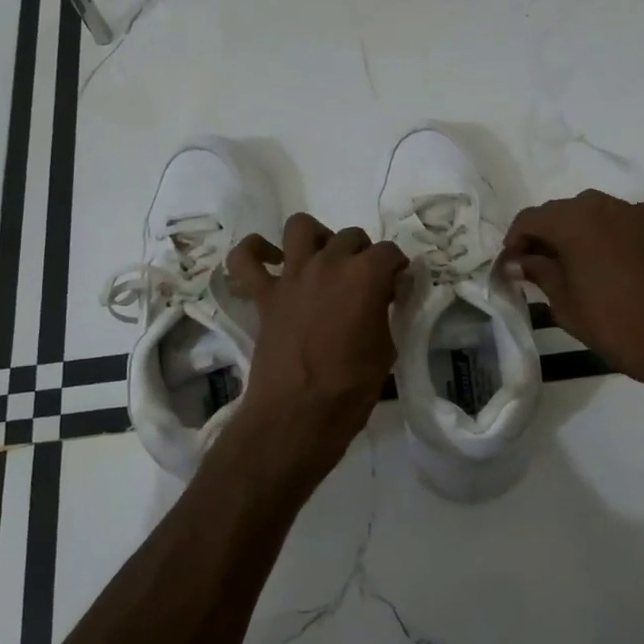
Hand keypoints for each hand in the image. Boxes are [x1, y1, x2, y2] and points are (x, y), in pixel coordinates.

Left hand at [223, 214, 408, 484]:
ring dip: (317, 238)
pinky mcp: (263, 294)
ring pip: (301, 227)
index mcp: (365, 275)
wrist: (297, 415)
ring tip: (324, 260)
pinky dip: (254, 252)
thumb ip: (384, 314)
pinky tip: (271, 260)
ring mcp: (291, 275)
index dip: (397, 269)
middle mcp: (328, 263)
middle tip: (365, 283)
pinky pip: (246, 259)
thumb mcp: (386, 350)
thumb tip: (382, 298)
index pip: (390, 252)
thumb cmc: (351, 389)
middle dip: (363, 254)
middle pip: (351, 237)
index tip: (397, 289)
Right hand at [503, 190, 643, 399]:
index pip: (531, 218)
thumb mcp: (566, 304)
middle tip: (534, 268)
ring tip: (566, 269)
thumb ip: (540, 273)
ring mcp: (636, 215)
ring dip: (572, 235)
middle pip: (561, 212)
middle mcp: (605, 206)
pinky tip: (599, 268)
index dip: (514, 240)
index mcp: (577, 220)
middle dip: (543, 235)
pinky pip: (616, 224)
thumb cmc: (618, 326)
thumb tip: (518, 260)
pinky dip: (599, 238)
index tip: (509, 265)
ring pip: (590, 215)